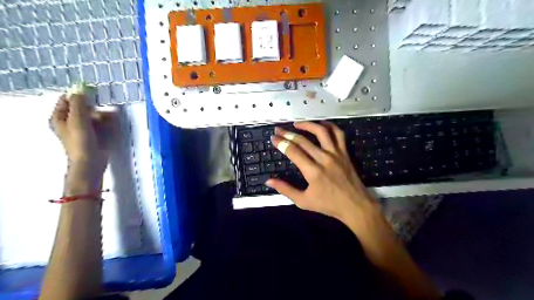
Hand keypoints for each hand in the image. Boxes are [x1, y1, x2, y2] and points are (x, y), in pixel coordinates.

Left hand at [51, 93, 113, 191]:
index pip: (68, 99)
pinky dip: (107, 125)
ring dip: (103, 118)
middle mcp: (71, 122)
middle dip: (95, 110)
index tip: (93, 95)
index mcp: (60, 117)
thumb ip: (79, 104)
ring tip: (108, 124)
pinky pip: (102, 125)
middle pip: (84, 108)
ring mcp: (84, 129)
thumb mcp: (78, 120)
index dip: (79, 96)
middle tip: (101, 115)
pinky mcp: (95, 135)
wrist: (90, 162)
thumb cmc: (81, 141)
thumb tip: (80, 89)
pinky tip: (110, 129)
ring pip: (95, 116)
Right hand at [264, 120, 397, 262]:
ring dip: (307, 125)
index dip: (281, 143)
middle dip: (288, 133)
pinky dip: (330, 126)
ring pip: (321, 132)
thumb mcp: (303, 201)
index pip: (293, 151)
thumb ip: (285, 189)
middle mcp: (324, 159)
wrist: (355, 205)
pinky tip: (321, 124)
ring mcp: (336, 154)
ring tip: (297, 124)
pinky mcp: (344, 152)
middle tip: (279, 129)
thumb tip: (269, 181)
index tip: (273, 138)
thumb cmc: (328, 205)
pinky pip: (338, 134)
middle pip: (303, 140)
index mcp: (313, 171)